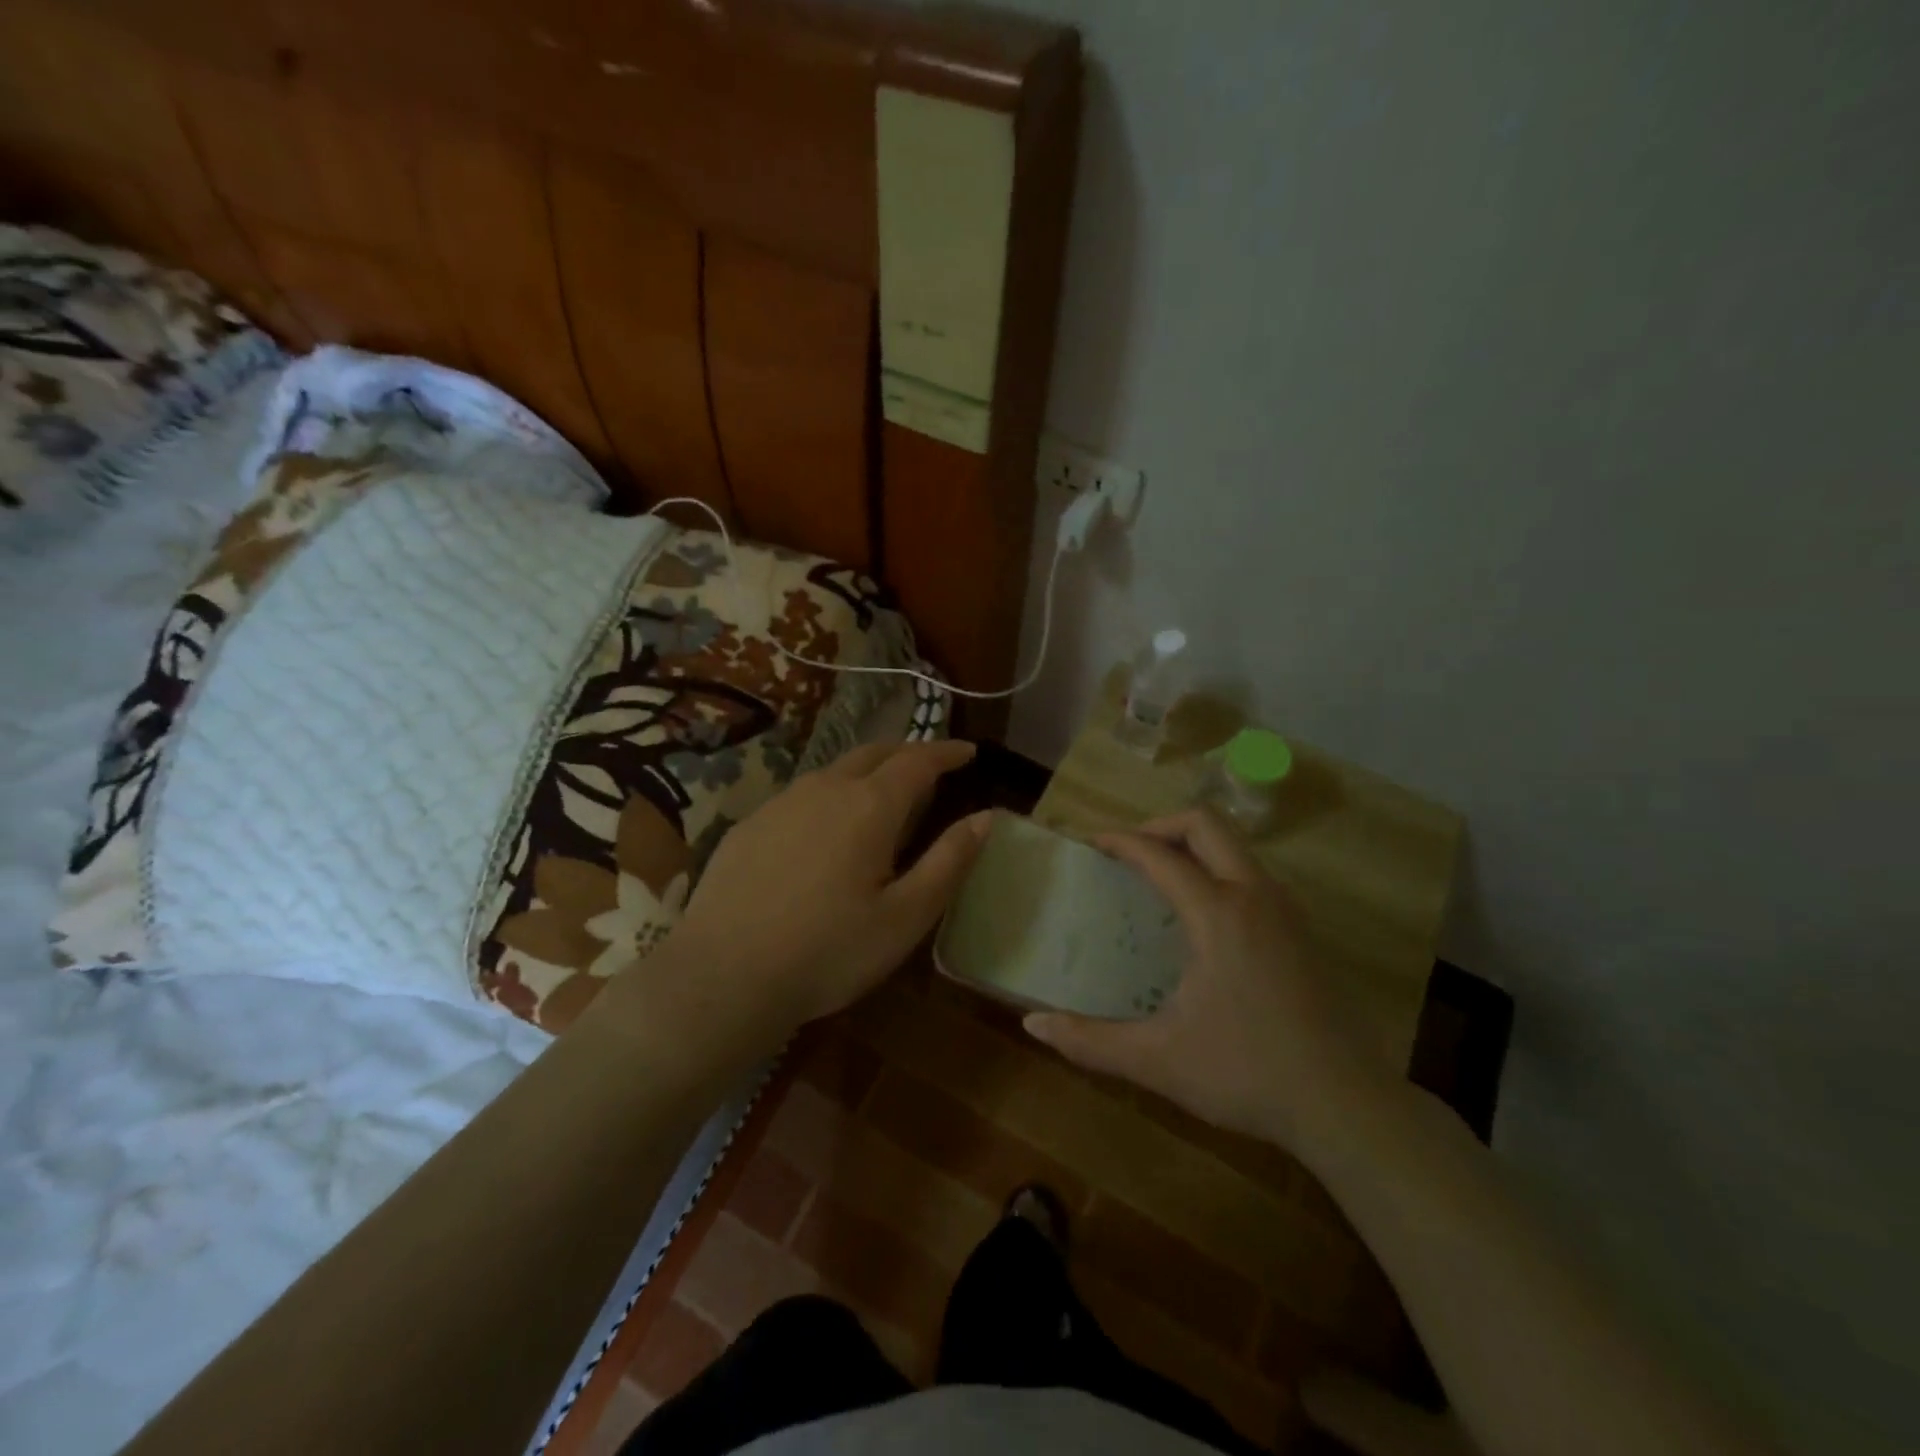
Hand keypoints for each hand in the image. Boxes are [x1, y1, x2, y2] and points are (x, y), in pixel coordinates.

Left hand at [659, 740, 991, 1033]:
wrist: (722, 976)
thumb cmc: (828, 952)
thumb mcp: (905, 917)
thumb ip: (949, 861)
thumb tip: (985, 817)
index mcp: (870, 806)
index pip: (918, 760)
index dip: (947, 752)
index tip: (969, 751)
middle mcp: (825, 789)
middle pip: (874, 752)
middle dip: (907, 753)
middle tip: (930, 768)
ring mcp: (781, 803)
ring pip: (834, 771)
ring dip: (866, 772)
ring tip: (881, 796)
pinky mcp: (750, 825)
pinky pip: (802, 795)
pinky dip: (830, 796)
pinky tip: (824, 830)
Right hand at [1023, 807, 1385, 1152]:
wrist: (1348, 1107)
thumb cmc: (1247, 1075)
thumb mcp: (1158, 1060)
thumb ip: (1090, 1041)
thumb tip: (1032, 1025)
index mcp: (1218, 914)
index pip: (1159, 855)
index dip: (1120, 841)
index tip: (1090, 843)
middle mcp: (1255, 896)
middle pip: (1206, 824)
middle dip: (1159, 826)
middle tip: (1127, 854)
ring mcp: (1286, 910)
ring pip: (1235, 846)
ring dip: (1192, 846)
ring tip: (1158, 881)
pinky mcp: (1302, 931)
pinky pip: (1252, 873)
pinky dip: (1217, 870)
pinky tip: (1202, 919)